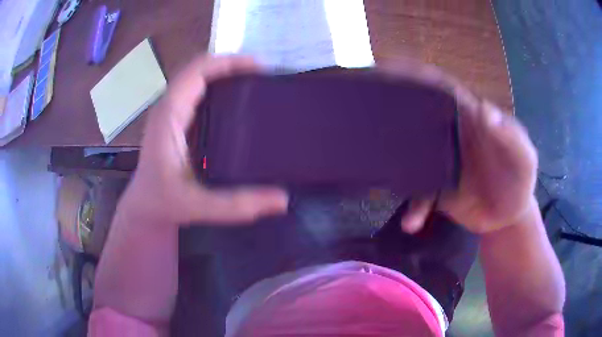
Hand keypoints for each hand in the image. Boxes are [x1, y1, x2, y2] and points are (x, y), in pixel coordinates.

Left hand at [124, 55, 287, 225]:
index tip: (260, 67)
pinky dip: (218, 88)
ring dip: (224, 75)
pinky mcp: (175, 121)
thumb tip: (281, 199)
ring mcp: (170, 113)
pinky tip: (236, 102)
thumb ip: (236, 204)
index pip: (197, 71)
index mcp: (169, 116)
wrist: (144, 208)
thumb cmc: (162, 204)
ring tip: (254, 83)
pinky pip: (197, 93)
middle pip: (199, 69)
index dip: (228, 62)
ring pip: (197, 79)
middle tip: (264, 76)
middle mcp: (168, 107)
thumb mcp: (198, 206)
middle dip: (231, 65)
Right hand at [383, 61, 537, 233]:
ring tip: (368, 165)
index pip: (439, 87)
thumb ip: (510, 135)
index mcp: (468, 115)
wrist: (510, 217)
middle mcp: (449, 133)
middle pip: (415, 115)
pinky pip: (419, 197)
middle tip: (359, 110)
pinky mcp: (437, 191)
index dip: (414, 74)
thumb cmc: (520, 179)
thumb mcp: (524, 157)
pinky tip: (410, 223)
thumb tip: (483, 110)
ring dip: (390, 160)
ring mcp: (440, 163)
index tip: (384, 68)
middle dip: (388, 109)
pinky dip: (414, 209)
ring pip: (409, 155)